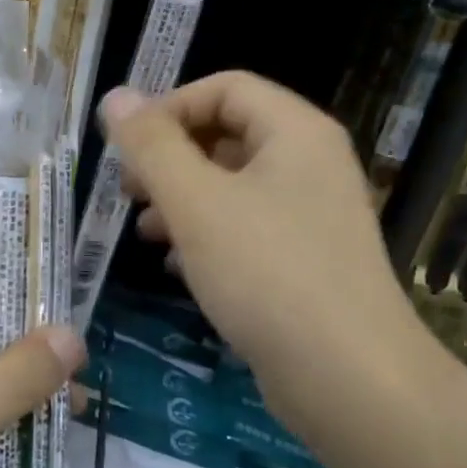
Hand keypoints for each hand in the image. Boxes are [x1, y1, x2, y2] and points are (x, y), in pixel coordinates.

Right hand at [100, 74, 419, 434]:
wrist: (351, 379)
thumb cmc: (267, 273)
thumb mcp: (195, 202)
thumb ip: (151, 146)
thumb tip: (115, 97)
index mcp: (295, 132)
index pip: (225, 88)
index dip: (169, 107)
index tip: (127, 148)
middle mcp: (310, 163)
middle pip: (228, 134)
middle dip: (170, 158)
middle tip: (128, 191)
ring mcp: (313, 215)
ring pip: (233, 186)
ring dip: (182, 199)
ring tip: (144, 232)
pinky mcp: (307, 261)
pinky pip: (248, 228)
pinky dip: (207, 236)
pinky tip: (177, 268)